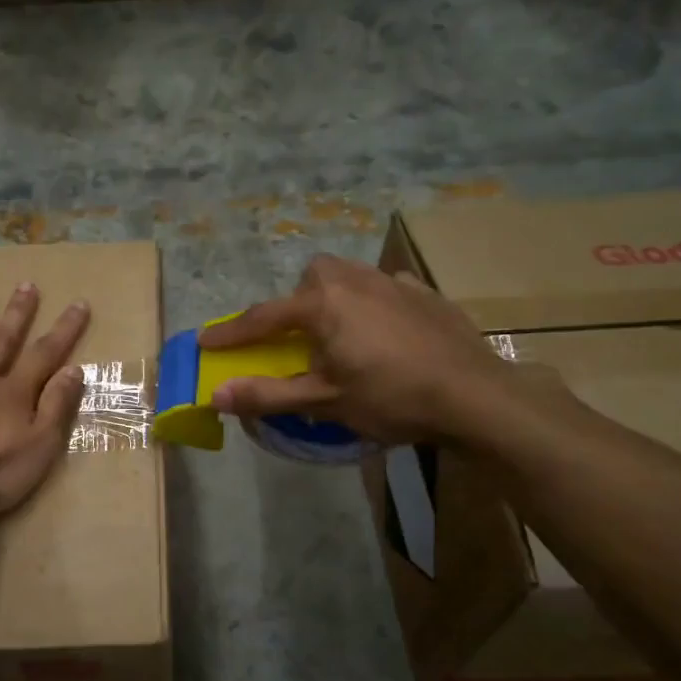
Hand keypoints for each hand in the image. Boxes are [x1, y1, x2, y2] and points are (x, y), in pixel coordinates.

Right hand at [201, 254, 560, 446]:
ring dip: (331, 299)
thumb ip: (268, 395)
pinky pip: (382, 288)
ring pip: (347, 278)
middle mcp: (353, 280)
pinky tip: (383, 333)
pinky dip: (370, 304)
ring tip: (340, 335)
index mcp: (322, 304)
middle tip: (297, 339)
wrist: (474, 395)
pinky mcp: (423, 293)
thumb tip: (216, 395)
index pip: (263, 317)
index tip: (205, 341)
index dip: (231, 333)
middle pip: (309, 281)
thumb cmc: (391, 398)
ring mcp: (393, 282)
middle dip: (294, 304)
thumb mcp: (324, 402)